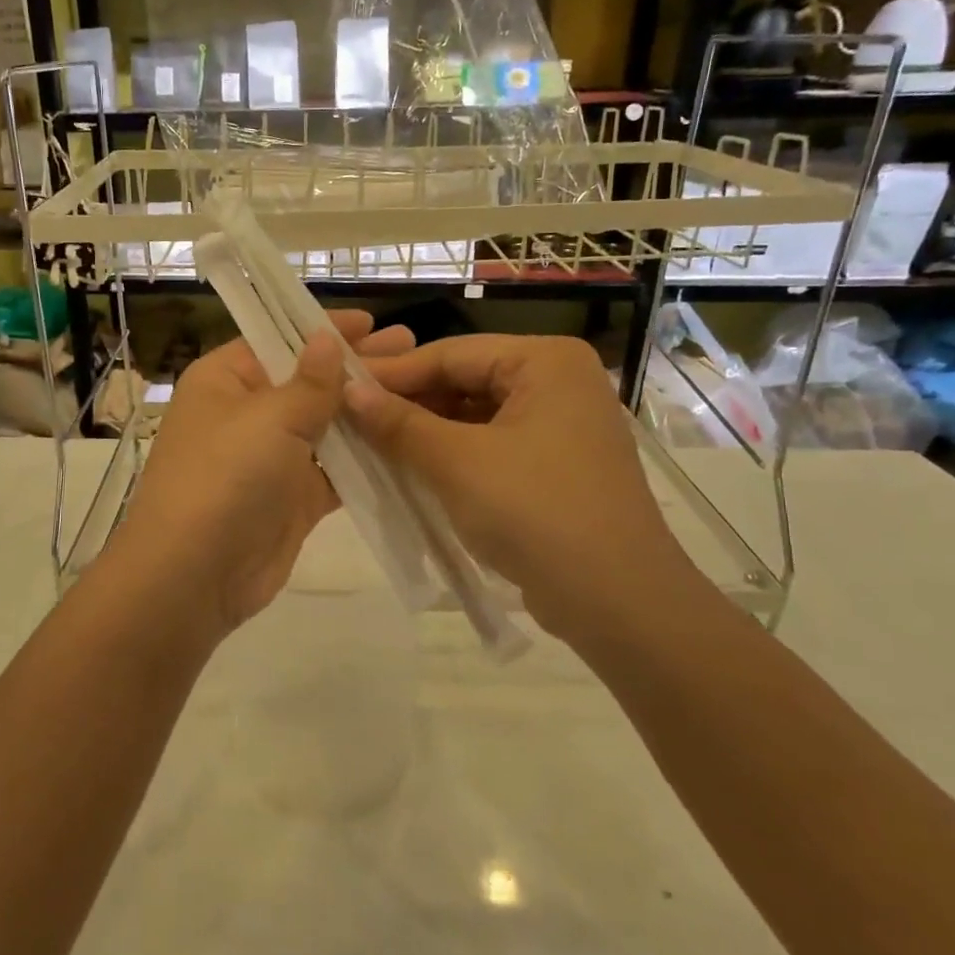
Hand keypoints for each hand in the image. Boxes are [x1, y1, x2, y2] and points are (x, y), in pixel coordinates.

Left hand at [108, 311, 415, 644]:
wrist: (194, 575)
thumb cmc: (225, 477)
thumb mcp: (269, 418)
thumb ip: (309, 382)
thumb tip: (325, 338)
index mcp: (224, 380)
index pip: (278, 340)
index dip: (323, 330)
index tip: (372, 322)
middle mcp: (246, 414)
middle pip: (307, 381)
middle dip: (355, 367)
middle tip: (411, 348)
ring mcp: (270, 459)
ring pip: (325, 426)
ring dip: (365, 413)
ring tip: (419, 390)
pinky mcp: (292, 498)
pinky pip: (335, 471)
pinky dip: (366, 460)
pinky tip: (406, 442)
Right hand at [347, 335, 703, 652]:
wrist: (617, 602)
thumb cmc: (535, 512)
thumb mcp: (456, 462)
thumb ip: (398, 422)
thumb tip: (346, 389)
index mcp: (546, 361)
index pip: (451, 353)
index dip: (390, 373)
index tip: (337, 386)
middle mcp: (559, 382)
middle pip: (465, 381)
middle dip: (407, 404)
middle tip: (348, 418)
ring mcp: (561, 426)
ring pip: (475, 417)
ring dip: (425, 432)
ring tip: (369, 445)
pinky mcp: (556, 467)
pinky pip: (491, 446)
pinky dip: (452, 456)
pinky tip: (410, 470)